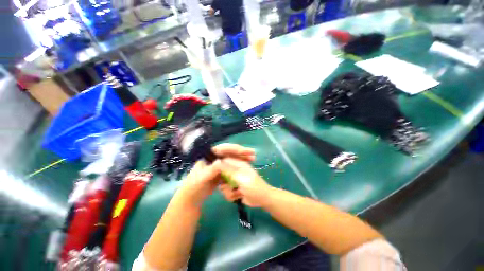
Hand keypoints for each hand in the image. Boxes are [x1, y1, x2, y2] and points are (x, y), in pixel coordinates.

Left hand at [178, 144, 255, 207]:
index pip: (225, 148)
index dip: (236, 149)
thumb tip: (221, 161)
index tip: (247, 151)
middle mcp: (215, 158)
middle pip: (230, 153)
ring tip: (252, 160)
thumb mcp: (201, 179)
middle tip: (253, 155)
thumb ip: (210, 170)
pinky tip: (246, 166)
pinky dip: (239, 167)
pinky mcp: (221, 172)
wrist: (192, 199)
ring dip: (242, 159)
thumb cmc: (193, 187)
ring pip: (232, 159)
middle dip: (242, 153)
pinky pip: (232, 167)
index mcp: (209, 156)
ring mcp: (218, 165)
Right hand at [218, 158, 272, 207]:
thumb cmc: (253, 187)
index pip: (224, 161)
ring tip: (237, 192)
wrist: (262, 200)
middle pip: (221, 175)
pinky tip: (238, 196)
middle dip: (224, 183)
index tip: (215, 174)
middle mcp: (235, 171)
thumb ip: (229, 170)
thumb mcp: (240, 177)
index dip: (218, 166)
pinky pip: (226, 192)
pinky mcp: (234, 189)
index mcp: (238, 164)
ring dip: (228, 191)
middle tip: (230, 186)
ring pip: (222, 186)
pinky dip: (231, 196)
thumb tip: (217, 162)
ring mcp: (234, 180)